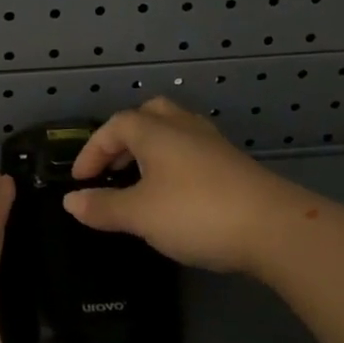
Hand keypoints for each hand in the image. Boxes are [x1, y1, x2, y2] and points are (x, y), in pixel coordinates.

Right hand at [63, 97, 296, 273]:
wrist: (274, 227)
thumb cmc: (196, 212)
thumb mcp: (140, 214)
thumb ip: (103, 207)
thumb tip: (70, 201)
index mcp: (154, 130)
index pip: (114, 126)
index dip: (92, 150)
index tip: (80, 180)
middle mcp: (182, 126)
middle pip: (147, 115)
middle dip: (124, 137)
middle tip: (113, 167)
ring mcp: (212, 142)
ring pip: (173, 130)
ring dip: (151, 148)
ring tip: (141, 179)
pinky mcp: (233, 163)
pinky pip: (192, 149)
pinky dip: (174, 162)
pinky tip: (176, 192)